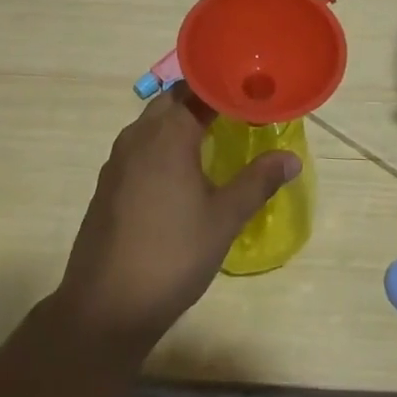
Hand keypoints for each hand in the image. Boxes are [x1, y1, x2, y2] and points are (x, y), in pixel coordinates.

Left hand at [52, 86, 299, 354]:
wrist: (104, 307)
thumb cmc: (172, 256)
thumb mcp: (224, 219)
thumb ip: (258, 181)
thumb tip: (291, 158)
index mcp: (168, 133)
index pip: (199, 89)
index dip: (227, 88)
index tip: (253, 94)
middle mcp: (139, 135)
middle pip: (173, 99)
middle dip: (203, 100)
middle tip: (236, 112)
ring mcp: (118, 159)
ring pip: (153, 122)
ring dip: (180, 120)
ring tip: (213, 136)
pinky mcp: (108, 183)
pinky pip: (140, 146)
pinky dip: (162, 144)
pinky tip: (180, 171)